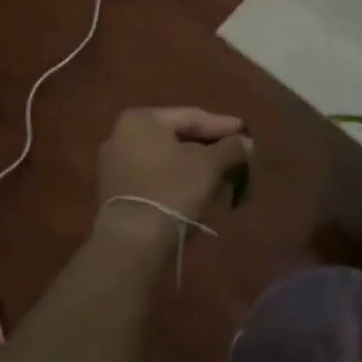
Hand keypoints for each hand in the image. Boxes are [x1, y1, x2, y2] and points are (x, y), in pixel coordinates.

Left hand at [94, 107, 250, 246]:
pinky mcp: (116, 192)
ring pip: (166, 158)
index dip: (222, 125)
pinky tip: (199, 190)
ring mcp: (115, 165)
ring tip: (223, 175)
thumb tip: (246, 142)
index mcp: (142, 119)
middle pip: (177, 137)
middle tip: (236, 153)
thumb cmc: (172, 190)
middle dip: (209, 147)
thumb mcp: (209, 165)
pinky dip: (177, 179)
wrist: (132, 243)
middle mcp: (122, 135)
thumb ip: (230, 148)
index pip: (191, 117)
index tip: (245, 131)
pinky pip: (154, 176)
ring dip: (195, 165)